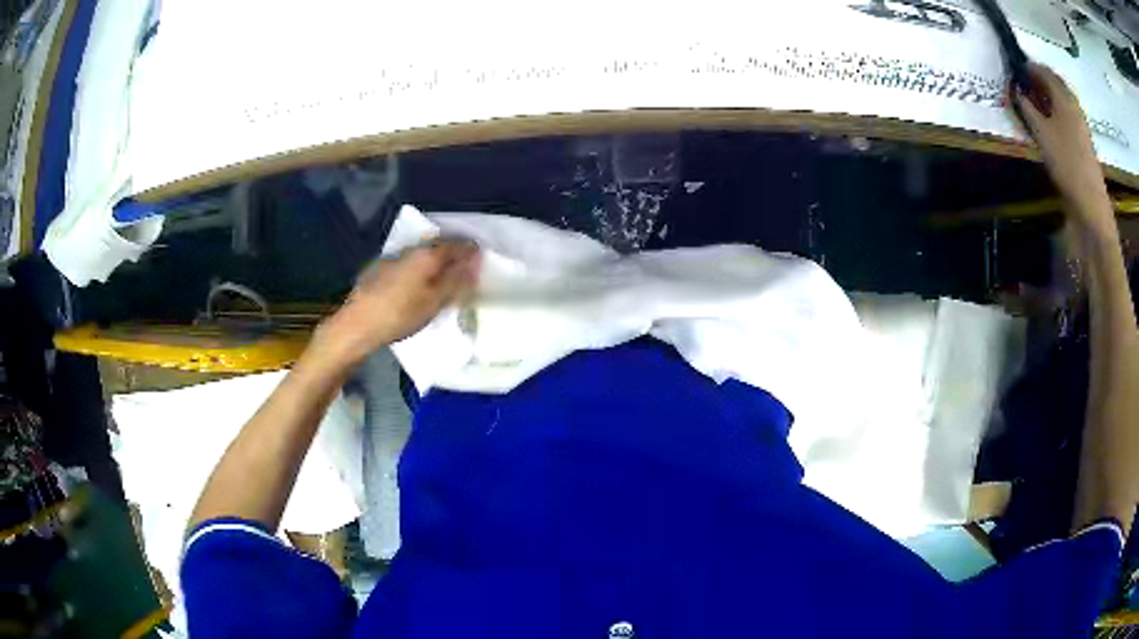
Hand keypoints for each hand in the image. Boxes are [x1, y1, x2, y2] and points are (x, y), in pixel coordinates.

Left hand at [313, 238, 480, 367]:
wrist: (357, 324)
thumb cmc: (400, 314)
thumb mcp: (434, 302)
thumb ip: (456, 281)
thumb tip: (474, 264)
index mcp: (427, 255)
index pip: (457, 245)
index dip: (472, 251)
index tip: (482, 260)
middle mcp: (411, 250)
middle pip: (439, 246)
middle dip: (454, 254)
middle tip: (466, 268)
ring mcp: (394, 258)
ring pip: (423, 254)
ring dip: (437, 261)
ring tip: (445, 277)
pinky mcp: (381, 269)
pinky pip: (410, 262)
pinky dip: (421, 268)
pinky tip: (420, 283)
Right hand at [1011, 63, 1113, 230]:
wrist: (1092, 207)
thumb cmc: (1067, 164)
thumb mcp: (1042, 134)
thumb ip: (1027, 108)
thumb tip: (1015, 89)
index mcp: (1063, 96)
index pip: (1042, 69)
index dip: (1028, 66)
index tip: (1014, 69)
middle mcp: (1073, 105)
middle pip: (1054, 83)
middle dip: (1038, 80)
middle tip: (1023, 84)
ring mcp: (1080, 125)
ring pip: (1060, 101)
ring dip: (1047, 98)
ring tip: (1033, 104)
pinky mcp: (1083, 142)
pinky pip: (1066, 117)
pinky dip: (1055, 113)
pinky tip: (1048, 123)